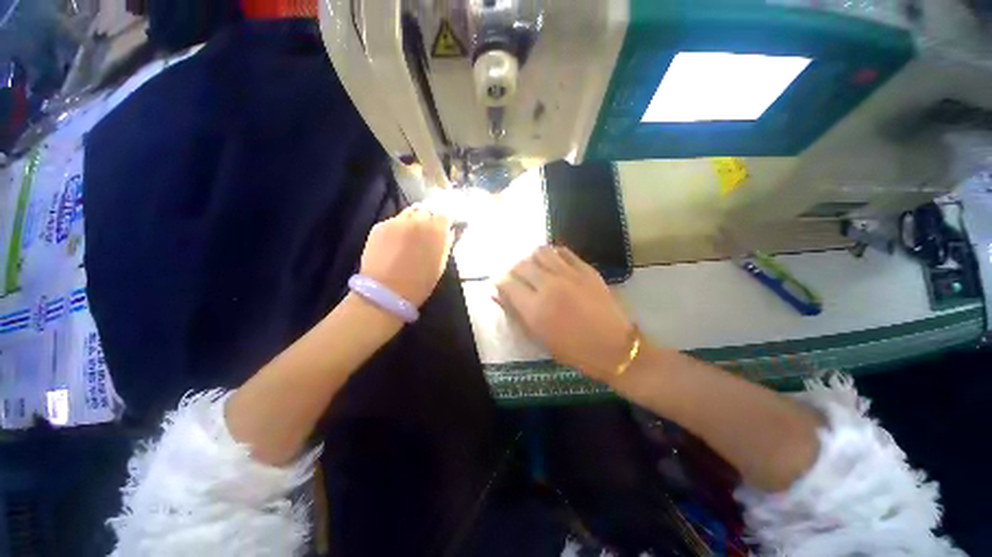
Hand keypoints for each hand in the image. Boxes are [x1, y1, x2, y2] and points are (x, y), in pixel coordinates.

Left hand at [360, 206, 453, 306]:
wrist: (386, 292)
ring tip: (410, 235)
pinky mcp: (379, 226)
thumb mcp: (441, 265)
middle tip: (426, 233)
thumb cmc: (420, 283)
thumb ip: (446, 244)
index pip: (444, 215)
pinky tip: (395, 242)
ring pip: (409, 212)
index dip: (444, 222)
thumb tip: (449, 232)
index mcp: (436, 231)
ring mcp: (396, 222)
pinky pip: (394, 221)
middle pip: (426, 211)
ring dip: (413, 220)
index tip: (443, 228)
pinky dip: (398, 227)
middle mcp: (417, 220)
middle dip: (429, 220)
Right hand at [495, 246, 634, 380]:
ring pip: (540, 252)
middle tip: (516, 278)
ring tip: (533, 269)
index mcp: (535, 309)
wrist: (615, 348)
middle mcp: (549, 286)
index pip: (507, 283)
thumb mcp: (539, 338)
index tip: (500, 284)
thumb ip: (515, 313)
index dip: (499, 281)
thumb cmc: (574, 350)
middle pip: (521, 264)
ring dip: (530, 258)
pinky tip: (551, 263)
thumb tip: (496, 294)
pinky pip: (562, 251)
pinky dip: (551, 254)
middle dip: (513, 270)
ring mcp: (569, 274)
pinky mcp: (586, 269)